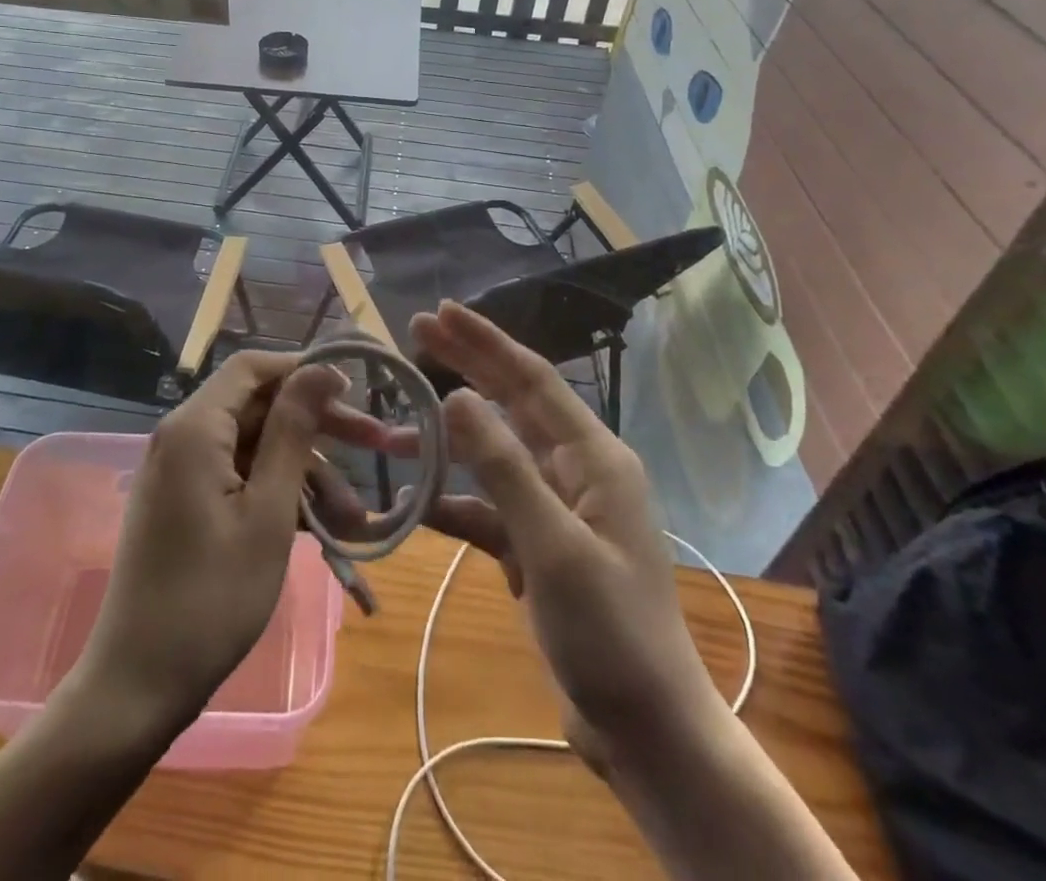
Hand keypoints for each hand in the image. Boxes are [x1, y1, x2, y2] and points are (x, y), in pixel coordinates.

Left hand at [67, 351, 377, 735]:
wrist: (138, 685)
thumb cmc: (212, 597)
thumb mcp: (268, 511)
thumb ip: (293, 432)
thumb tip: (319, 369)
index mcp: (195, 427)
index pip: (254, 367)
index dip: (304, 371)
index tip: (353, 393)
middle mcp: (183, 436)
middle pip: (259, 407)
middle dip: (318, 428)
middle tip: (377, 446)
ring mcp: (182, 471)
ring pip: (256, 448)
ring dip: (306, 474)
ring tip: (355, 519)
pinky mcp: (186, 502)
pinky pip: (240, 478)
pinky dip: (278, 495)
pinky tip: (322, 529)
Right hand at [409, 302, 720, 761]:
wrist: (646, 732)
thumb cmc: (611, 632)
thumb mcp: (553, 546)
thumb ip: (504, 468)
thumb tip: (458, 397)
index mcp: (594, 457)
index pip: (531, 379)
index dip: (485, 342)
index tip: (441, 313)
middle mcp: (576, 470)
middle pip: (512, 403)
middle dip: (466, 366)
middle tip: (417, 330)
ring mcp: (556, 508)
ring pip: (493, 455)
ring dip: (449, 440)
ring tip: (399, 422)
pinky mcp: (537, 545)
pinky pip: (488, 508)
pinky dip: (455, 502)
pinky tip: (416, 503)